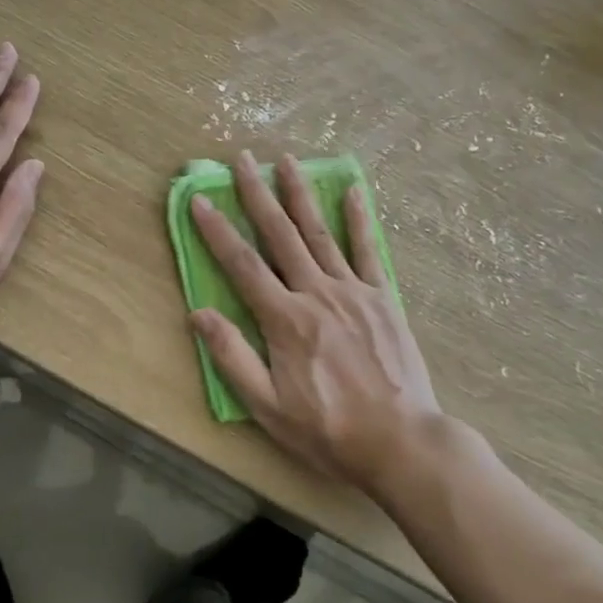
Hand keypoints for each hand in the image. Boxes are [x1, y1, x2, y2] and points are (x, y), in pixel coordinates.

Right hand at [189, 152, 442, 493]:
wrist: (403, 443)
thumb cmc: (329, 430)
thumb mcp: (269, 408)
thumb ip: (233, 357)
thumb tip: (199, 313)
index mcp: (285, 319)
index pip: (243, 264)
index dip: (217, 230)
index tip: (200, 199)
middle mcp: (316, 292)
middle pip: (280, 234)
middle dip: (257, 194)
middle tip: (243, 159)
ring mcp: (353, 290)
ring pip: (319, 232)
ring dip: (300, 193)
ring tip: (287, 160)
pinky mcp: (382, 297)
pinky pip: (367, 250)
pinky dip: (358, 219)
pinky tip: (352, 190)